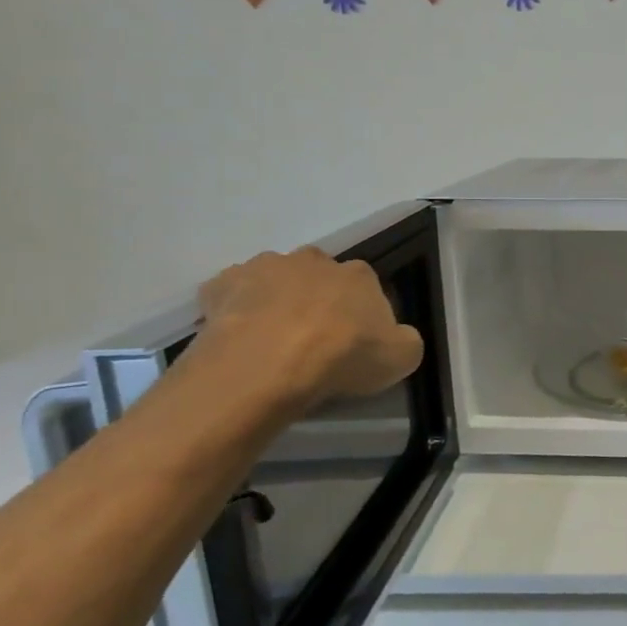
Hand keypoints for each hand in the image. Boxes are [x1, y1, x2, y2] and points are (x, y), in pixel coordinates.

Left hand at [194, 248, 424, 412]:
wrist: (269, 365)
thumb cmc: (343, 357)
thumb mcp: (402, 358)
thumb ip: (405, 341)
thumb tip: (397, 337)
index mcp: (359, 274)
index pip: (366, 286)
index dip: (362, 313)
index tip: (356, 340)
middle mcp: (313, 260)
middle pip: (319, 276)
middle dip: (317, 299)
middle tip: (314, 338)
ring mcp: (263, 268)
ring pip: (274, 280)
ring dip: (276, 300)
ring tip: (273, 340)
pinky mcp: (221, 285)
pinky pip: (232, 294)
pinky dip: (235, 309)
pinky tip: (238, 337)